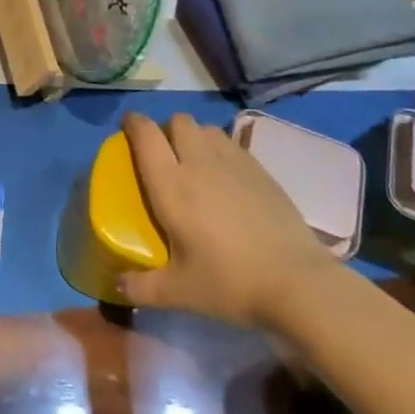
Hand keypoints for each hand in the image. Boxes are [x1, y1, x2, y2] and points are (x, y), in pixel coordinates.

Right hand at [119, 112, 338, 330]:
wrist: (297, 283)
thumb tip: (118, 285)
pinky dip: (220, 150)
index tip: (127, 127)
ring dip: (194, 137)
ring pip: (206, 129)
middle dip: (166, 129)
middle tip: (163, 154)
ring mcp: (234, 162)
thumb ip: (142, 287)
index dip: (133, 123)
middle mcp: (199, 163)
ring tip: (194, 163)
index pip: (145, 135)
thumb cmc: (229, 282)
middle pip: (178, 121)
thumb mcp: (179, 292)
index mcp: (171, 184)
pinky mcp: (261, 170)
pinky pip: (232, 144)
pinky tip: (225, 179)